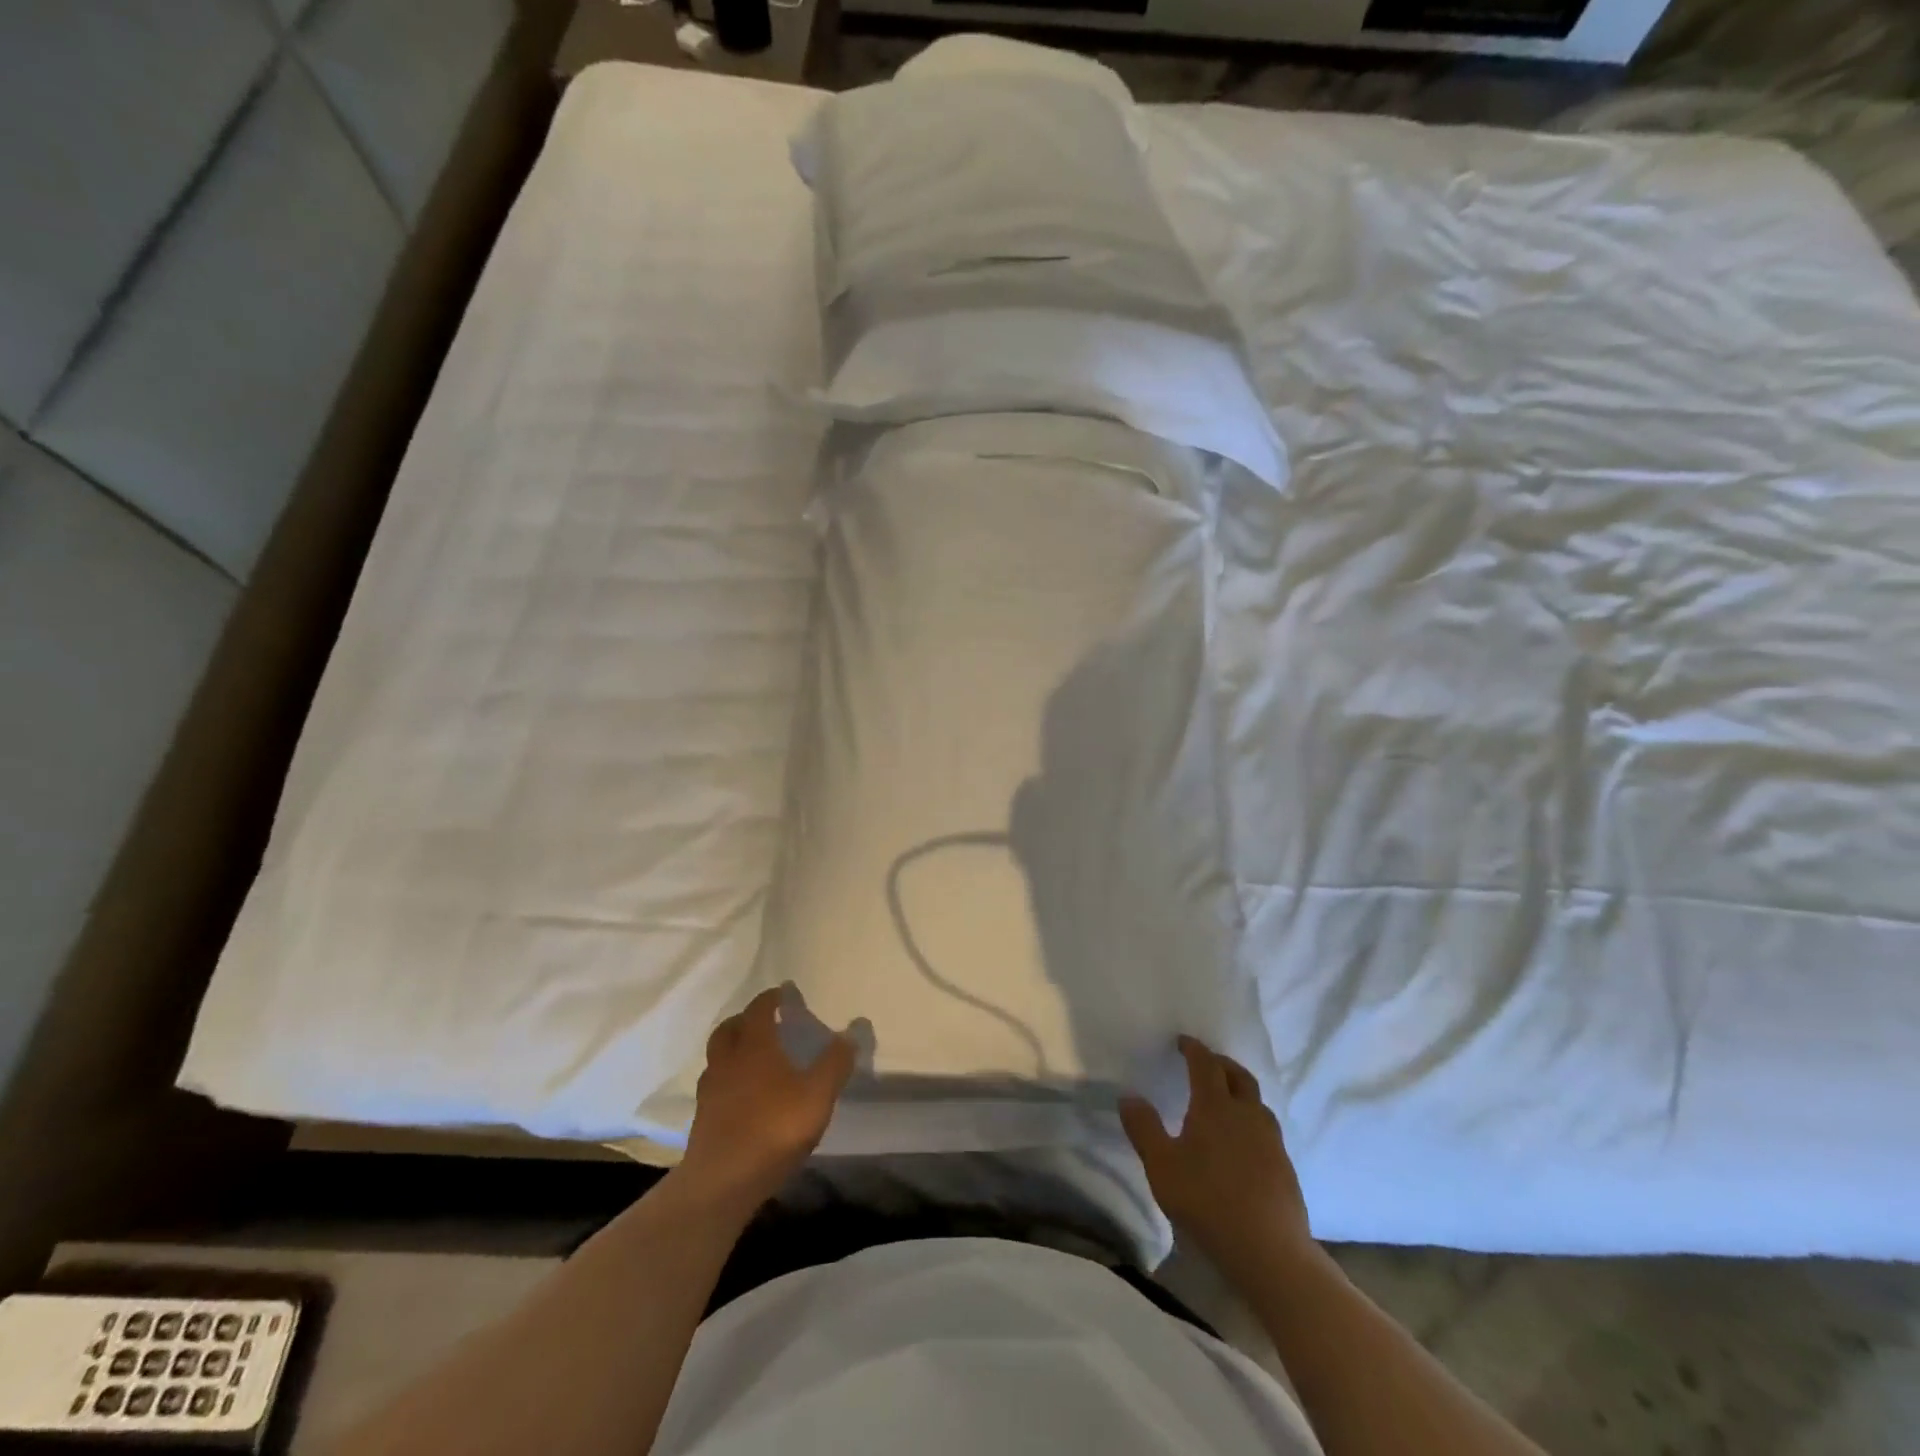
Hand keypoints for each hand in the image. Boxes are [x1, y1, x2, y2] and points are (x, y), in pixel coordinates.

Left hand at [679, 986, 856, 1210]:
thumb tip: (853, 1030)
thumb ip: (835, 1062)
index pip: (759, 1010)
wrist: (722, 1183)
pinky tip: (742, 1094)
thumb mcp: (818, 1095)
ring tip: (753, 1057)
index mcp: (754, 1046)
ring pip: (718, 1056)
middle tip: (764, 1021)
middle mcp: (727, 1060)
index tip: (783, 992)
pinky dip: (727, 1078)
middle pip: (730, 1029)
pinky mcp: (702, 1118)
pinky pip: (714, 1084)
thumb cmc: (774, 1129)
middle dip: (745, 1019)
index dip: (771, 998)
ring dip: (733, 1048)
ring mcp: (710, 1090)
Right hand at [1121, 1036, 1314, 1276]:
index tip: (1182, 1041)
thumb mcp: (1161, 1166)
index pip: (1205, 1064)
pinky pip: (1266, 1128)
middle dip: (1220, 1063)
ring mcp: (1271, 1139)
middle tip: (1205, 1063)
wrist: (1270, 1251)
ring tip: (1225, 1100)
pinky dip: (1251, 1120)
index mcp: (1215, 1106)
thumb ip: (1143, 1128)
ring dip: (1240, 1091)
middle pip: (1238, 1075)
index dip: (1193, 1049)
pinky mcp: (1285, 1166)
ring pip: (1256, 1101)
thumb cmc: (1207, 1201)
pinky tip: (1242, 1141)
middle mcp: (1246, 1113)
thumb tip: (1128, 1096)